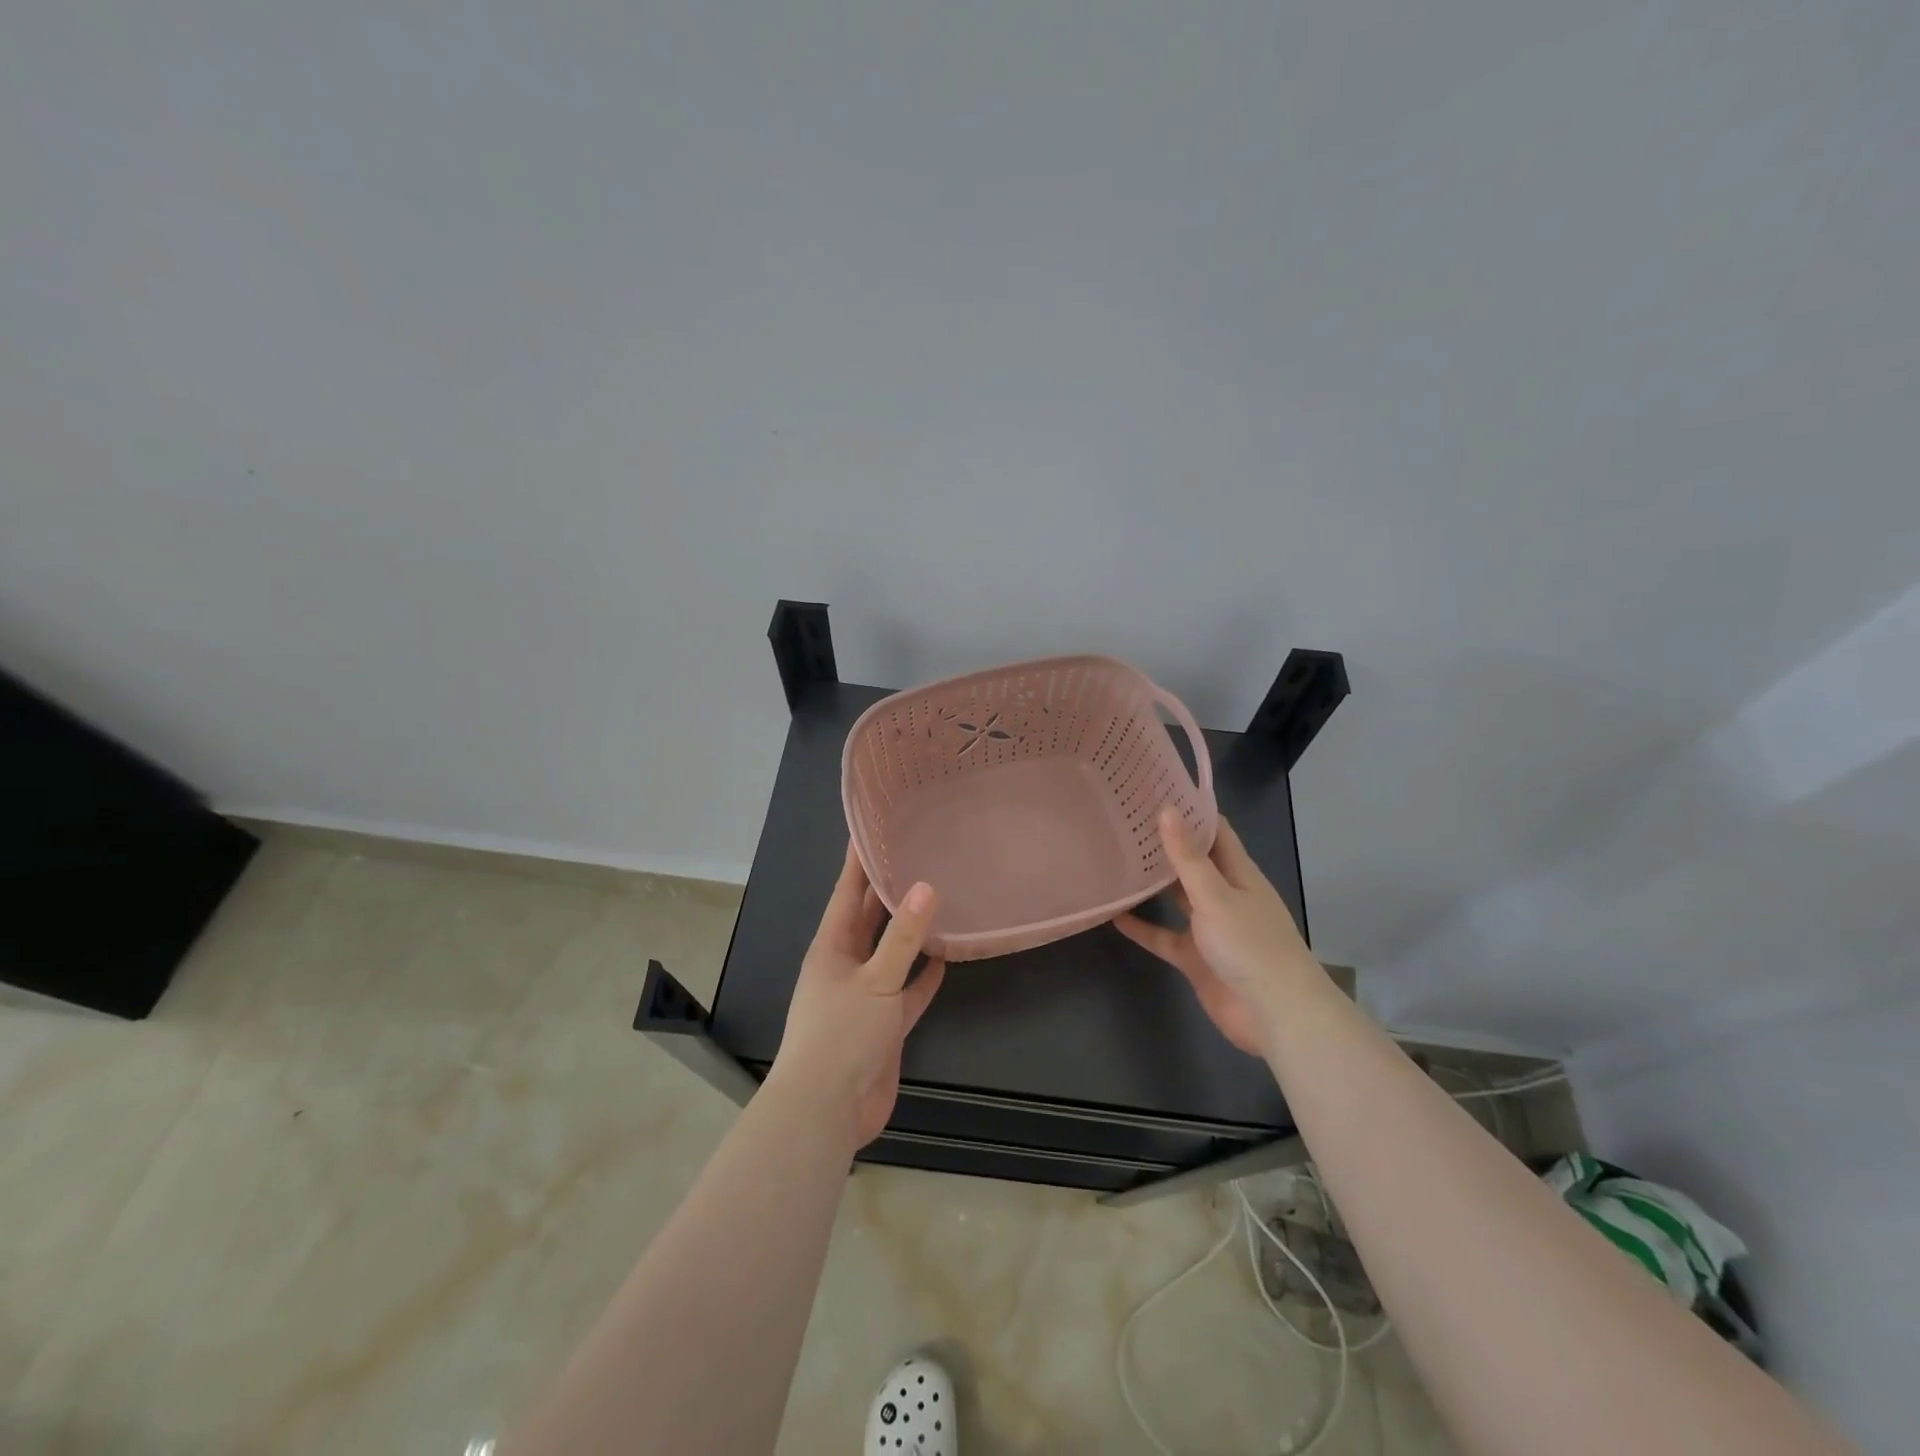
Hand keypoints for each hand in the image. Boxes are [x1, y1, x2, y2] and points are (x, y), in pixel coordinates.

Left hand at [770, 844, 945, 1146]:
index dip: (859, 862)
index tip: (873, 829)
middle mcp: (846, 964)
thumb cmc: (841, 1035)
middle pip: (869, 919)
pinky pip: (907, 991)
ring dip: (909, 932)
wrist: (827, 1111)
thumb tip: (925, 886)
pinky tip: (944, 959)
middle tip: (915, 855)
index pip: (847, 892)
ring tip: (937, 899)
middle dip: (887, 890)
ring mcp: (865, 996)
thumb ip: (902, 937)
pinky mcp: (884, 1024)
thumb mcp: (875, 980)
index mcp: (831, 947)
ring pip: (890, 953)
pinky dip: (923, 976)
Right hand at [1115, 808, 1322, 1056]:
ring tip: (1115, 859)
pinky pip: (1163, 937)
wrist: (1275, 1015)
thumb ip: (1188, 856)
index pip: (1215, 832)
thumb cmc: (1251, 945)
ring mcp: (1209, 928)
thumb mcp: (1216, 895)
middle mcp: (1224, 895)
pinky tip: (1113, 915)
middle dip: (1165, 844)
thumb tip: (1167, 808)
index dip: (1190, 811)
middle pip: (1193, 862)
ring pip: (1176, 898)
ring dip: (1152, 883)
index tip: (1156, 790)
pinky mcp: (1195, 958)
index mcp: (1239, 874)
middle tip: (1124, 820)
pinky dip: (1142, 928)